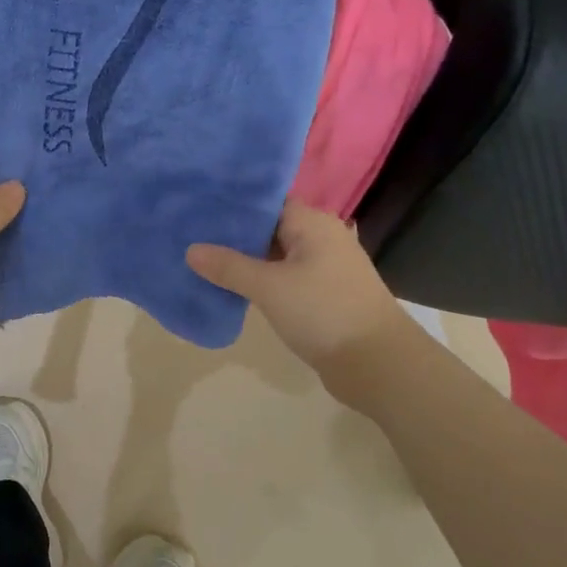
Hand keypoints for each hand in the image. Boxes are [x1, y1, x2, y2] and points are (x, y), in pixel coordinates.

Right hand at [187, 200, 416, 388]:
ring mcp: (323, 269)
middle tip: (190, 235)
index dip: (233, 205)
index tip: (197, 209)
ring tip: (202, 261)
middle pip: (270, 228)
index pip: (267, 202)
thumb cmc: (323, 312)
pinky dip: (260, 282)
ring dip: (245, 261)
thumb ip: (229, 267)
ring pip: (275, 256)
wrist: (377, 363)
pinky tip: (231, 289)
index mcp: (313, 224)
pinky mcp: (322, 296)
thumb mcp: (269, 287)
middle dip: (233, 235)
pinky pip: (284, 279)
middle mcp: (320, 239)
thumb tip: (191, 249)